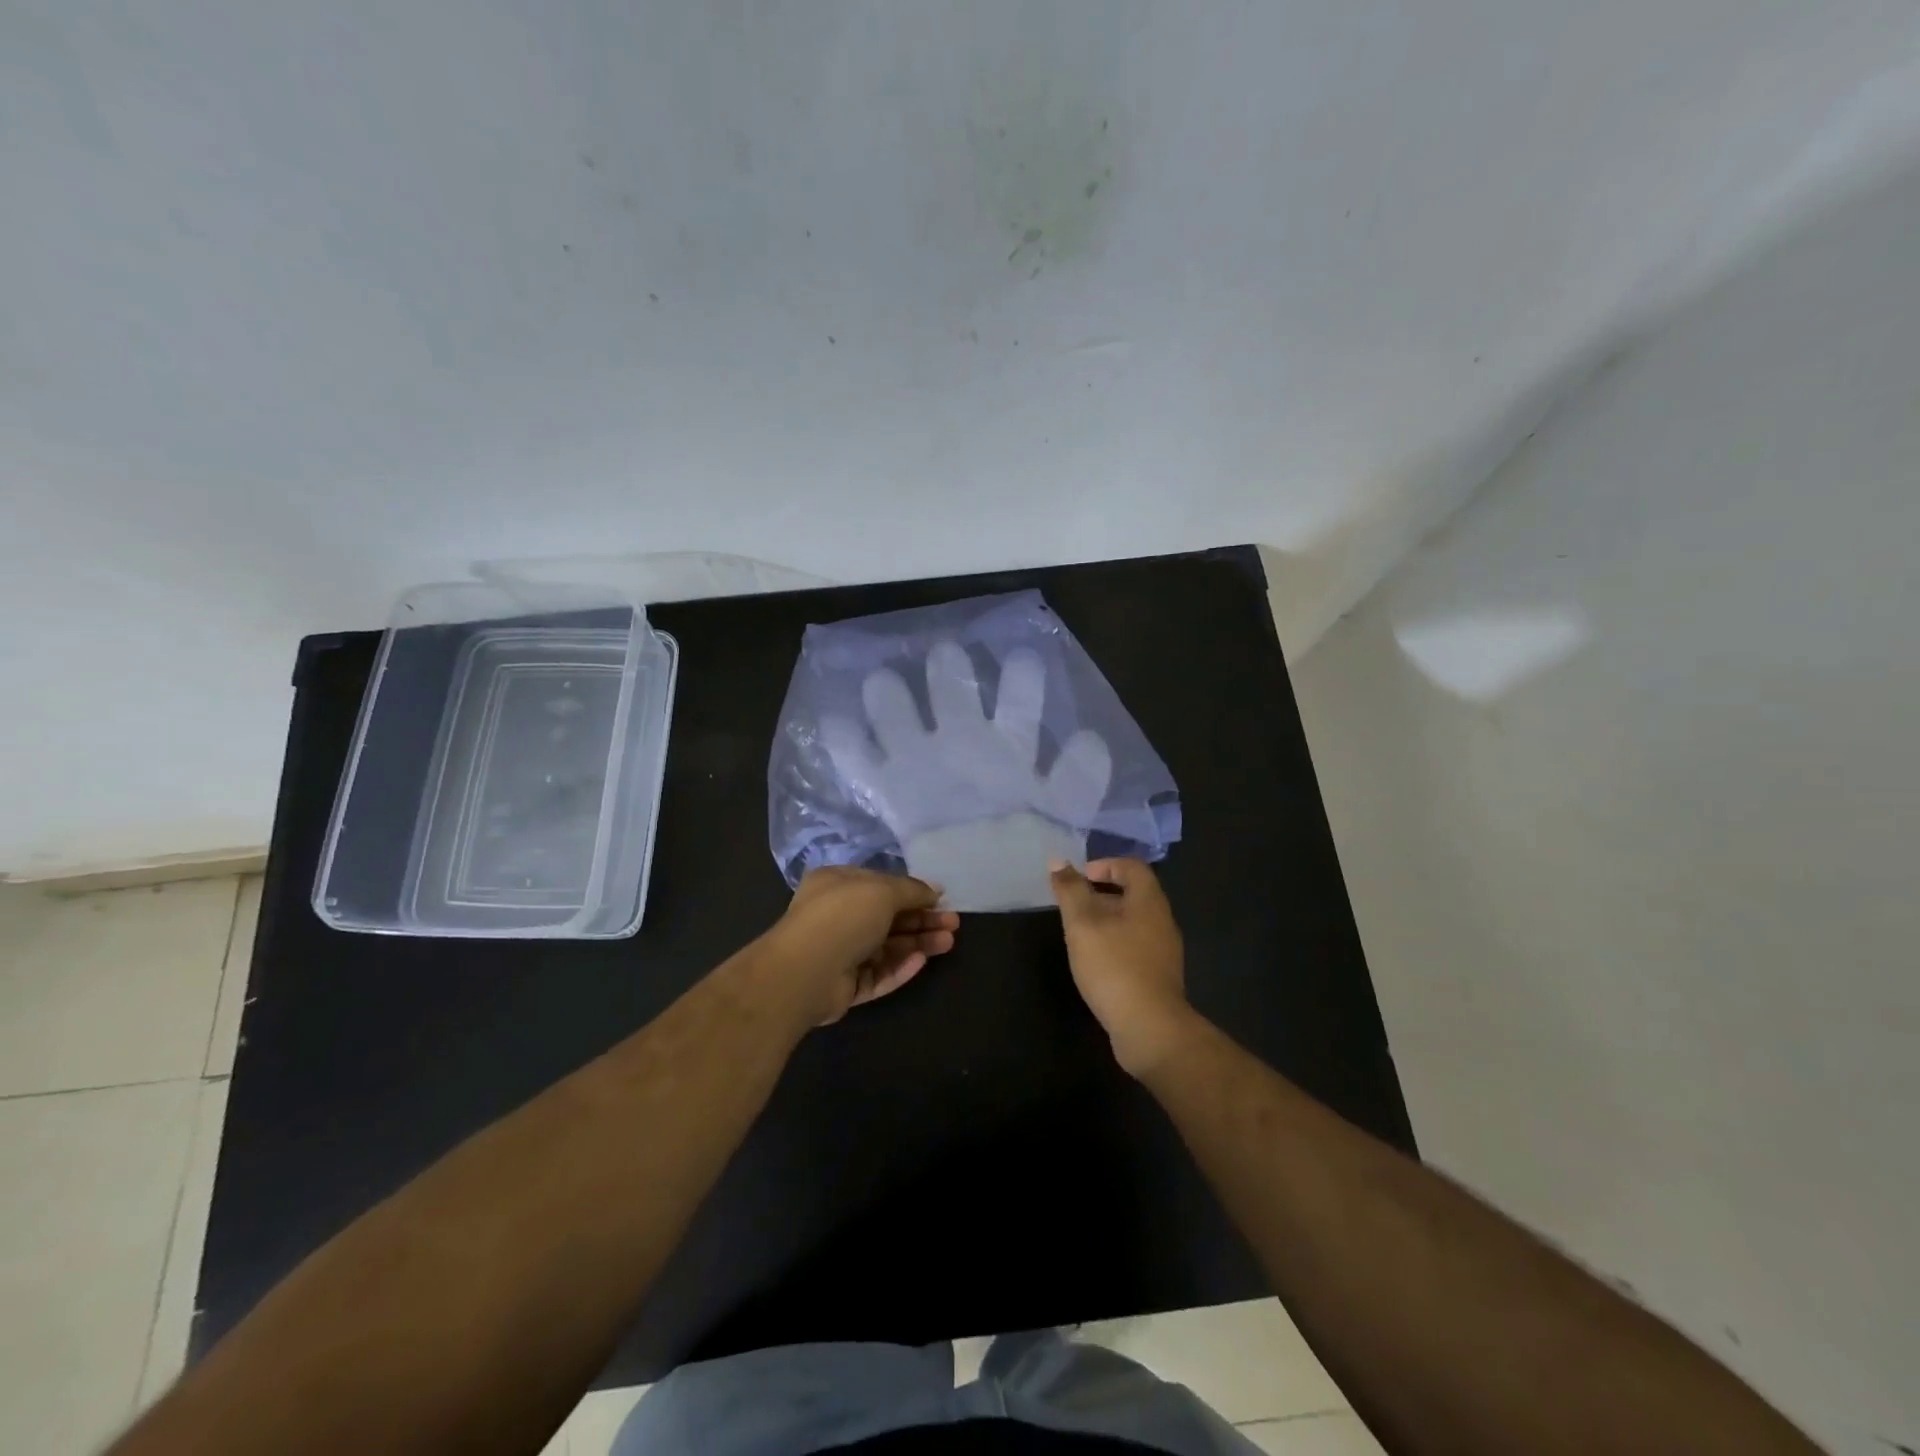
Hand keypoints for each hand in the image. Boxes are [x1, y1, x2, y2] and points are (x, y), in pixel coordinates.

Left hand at [764, 866, 959, 1025]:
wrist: (804, 972)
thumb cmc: (842, 917)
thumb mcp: (882, 891)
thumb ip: (911, 890)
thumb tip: (935, 890)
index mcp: (838, 885)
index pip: (881, 885)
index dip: (912, 892)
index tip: (941, 899)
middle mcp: (837, 916)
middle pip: (888, 917)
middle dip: (921, 919)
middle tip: (953, 924)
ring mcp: (840, 952)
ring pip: (886, 947)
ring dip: (917, 943)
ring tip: (948, 942)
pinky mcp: (844, 985)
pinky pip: (877, 974)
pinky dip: (899, 967)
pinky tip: (921, 961)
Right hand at [1049, 858, 1194, 1076]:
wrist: (1150, 1028)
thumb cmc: (1114, 967)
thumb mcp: (1083, 924)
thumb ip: (1070, 891)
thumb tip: (1058, 861)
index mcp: (1149, 901)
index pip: (1132, 867)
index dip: (1104, 864)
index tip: (1078, 879)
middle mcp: (1162, 920)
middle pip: (1133, 893)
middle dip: (1101, 893)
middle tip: (1073, 905)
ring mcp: (1164, 950)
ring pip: (1134, 921)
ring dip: (1107, 920)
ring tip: (1079, 934)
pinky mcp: (1159, 975)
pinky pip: (1136, 945)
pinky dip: (1115, 943)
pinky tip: (1096, 961)